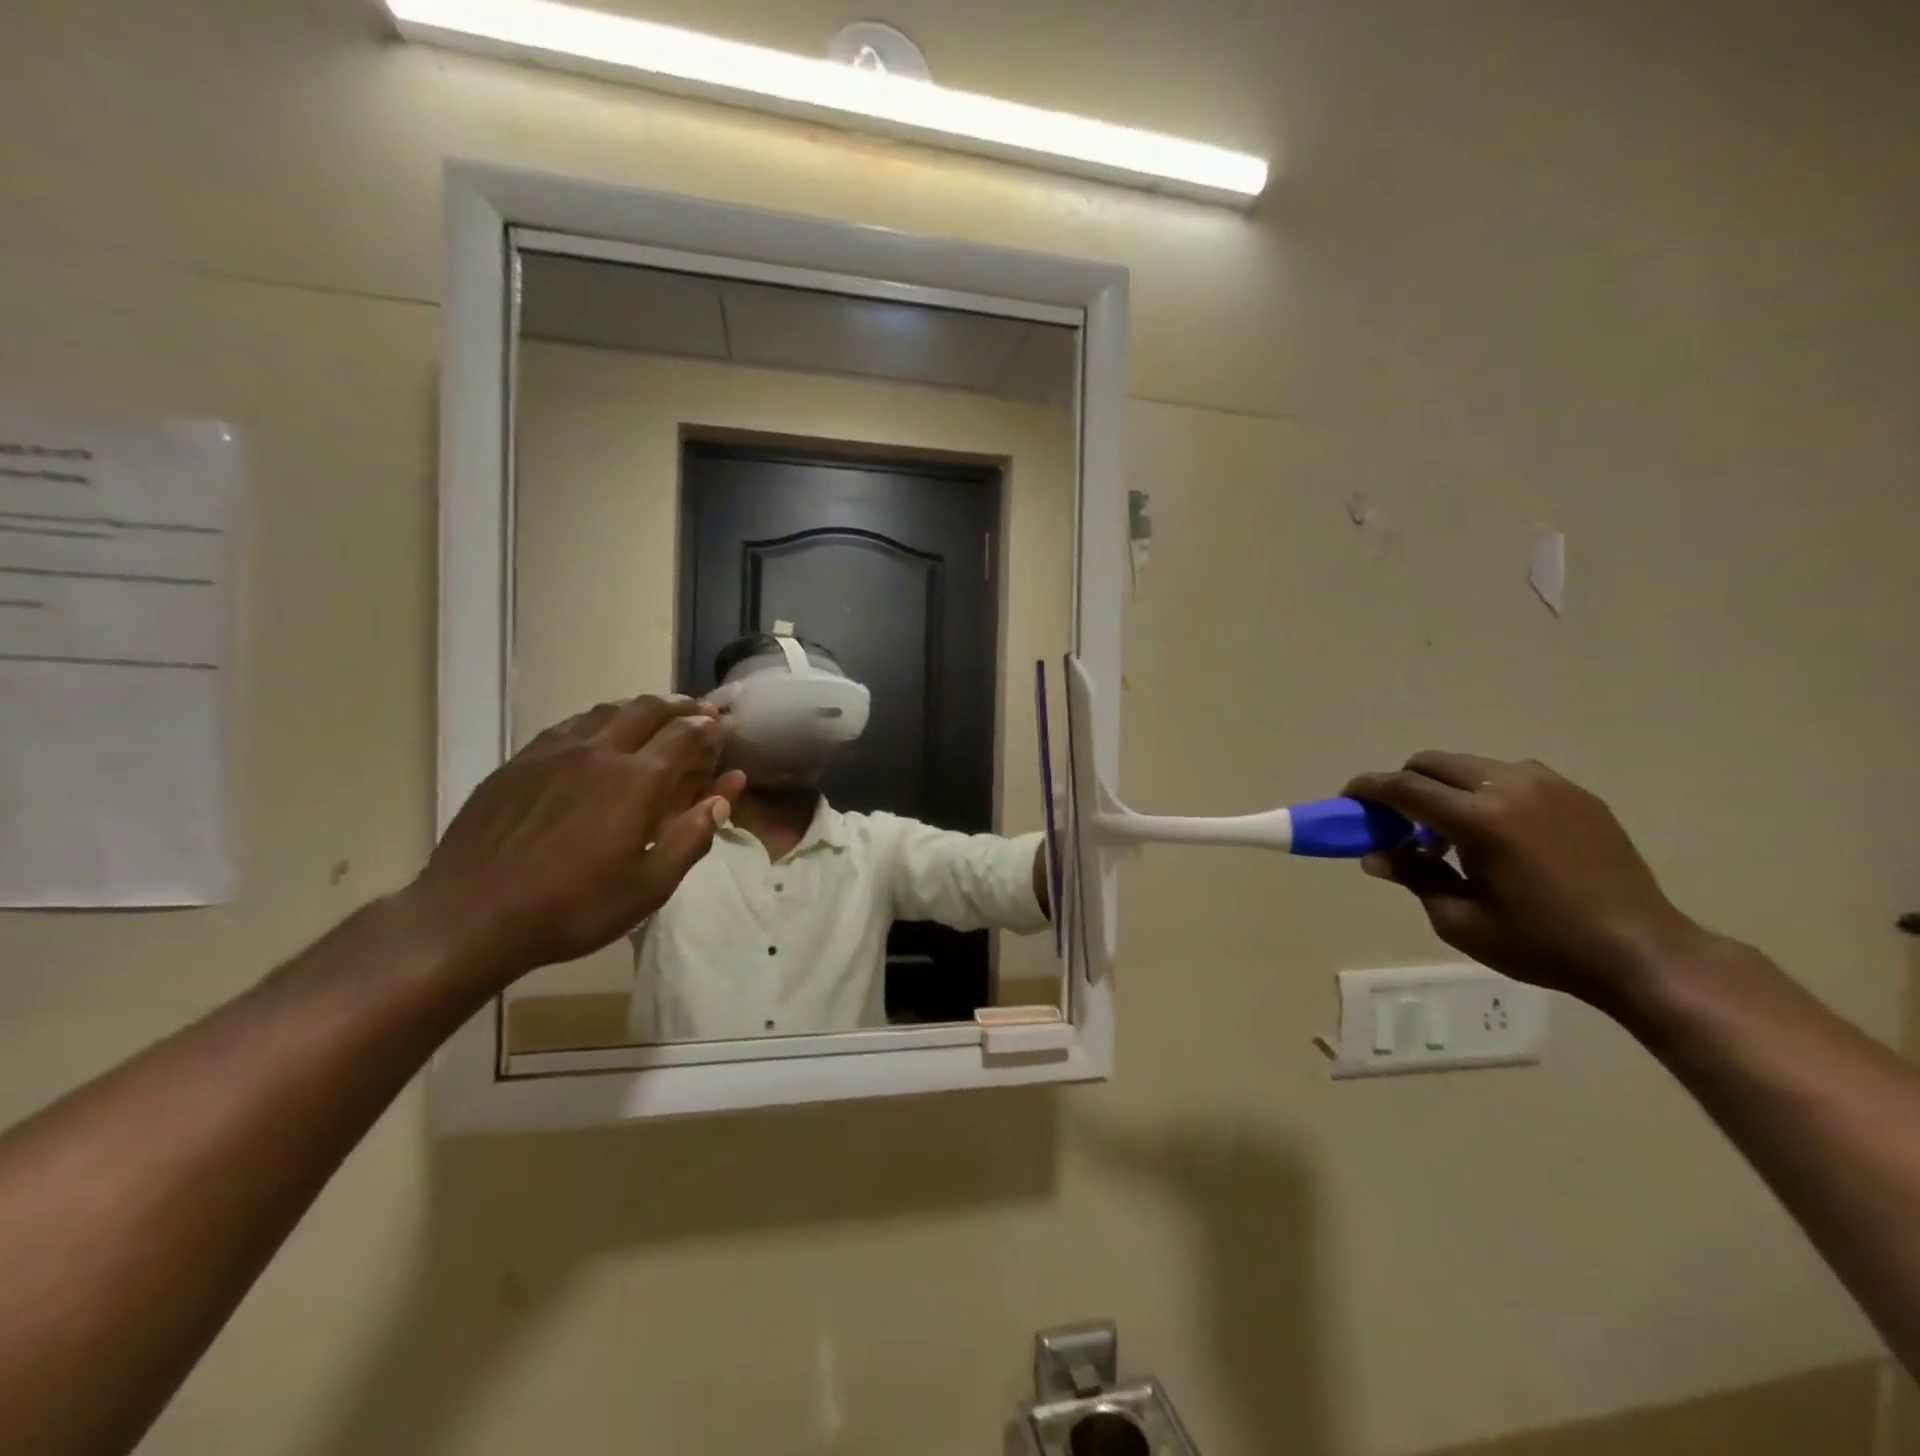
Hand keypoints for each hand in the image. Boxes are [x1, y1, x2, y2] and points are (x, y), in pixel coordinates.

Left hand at [407, 697, 745, 987]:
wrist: (469, 917)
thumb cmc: (572, 908)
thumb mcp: (649, 887)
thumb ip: (692, 837)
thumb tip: (723, 798)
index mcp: (636, 781)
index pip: (685, 734)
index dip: (712, 726)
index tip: (728, 725)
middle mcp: (599, 752)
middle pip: (648, 709)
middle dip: (682, 706)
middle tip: (701, 713)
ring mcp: (553, 752)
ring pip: (607, 711)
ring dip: (641, 708)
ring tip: (658, 718)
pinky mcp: (519, 762)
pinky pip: (570, 725)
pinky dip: (600, 721)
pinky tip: (600, 736)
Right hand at [1344, 753, 1704, 1004]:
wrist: (1643, 952)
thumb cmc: (1542, 944)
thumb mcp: (1460, 921)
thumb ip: (1413, 876)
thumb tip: (1375, 854)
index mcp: (1479, 820)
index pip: (1403, 788)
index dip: (1367, 789)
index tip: (1347, 799)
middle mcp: (1511, 788)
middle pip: (1434, 763)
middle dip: (1404, 784)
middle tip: (1396, 821)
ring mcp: (1549, 785)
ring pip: (1472, 765)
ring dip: (1445, 787)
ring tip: (1450, 831)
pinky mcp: (1576, 794)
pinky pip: (1512, 776)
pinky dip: (1485, 792)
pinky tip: (1496, 833)